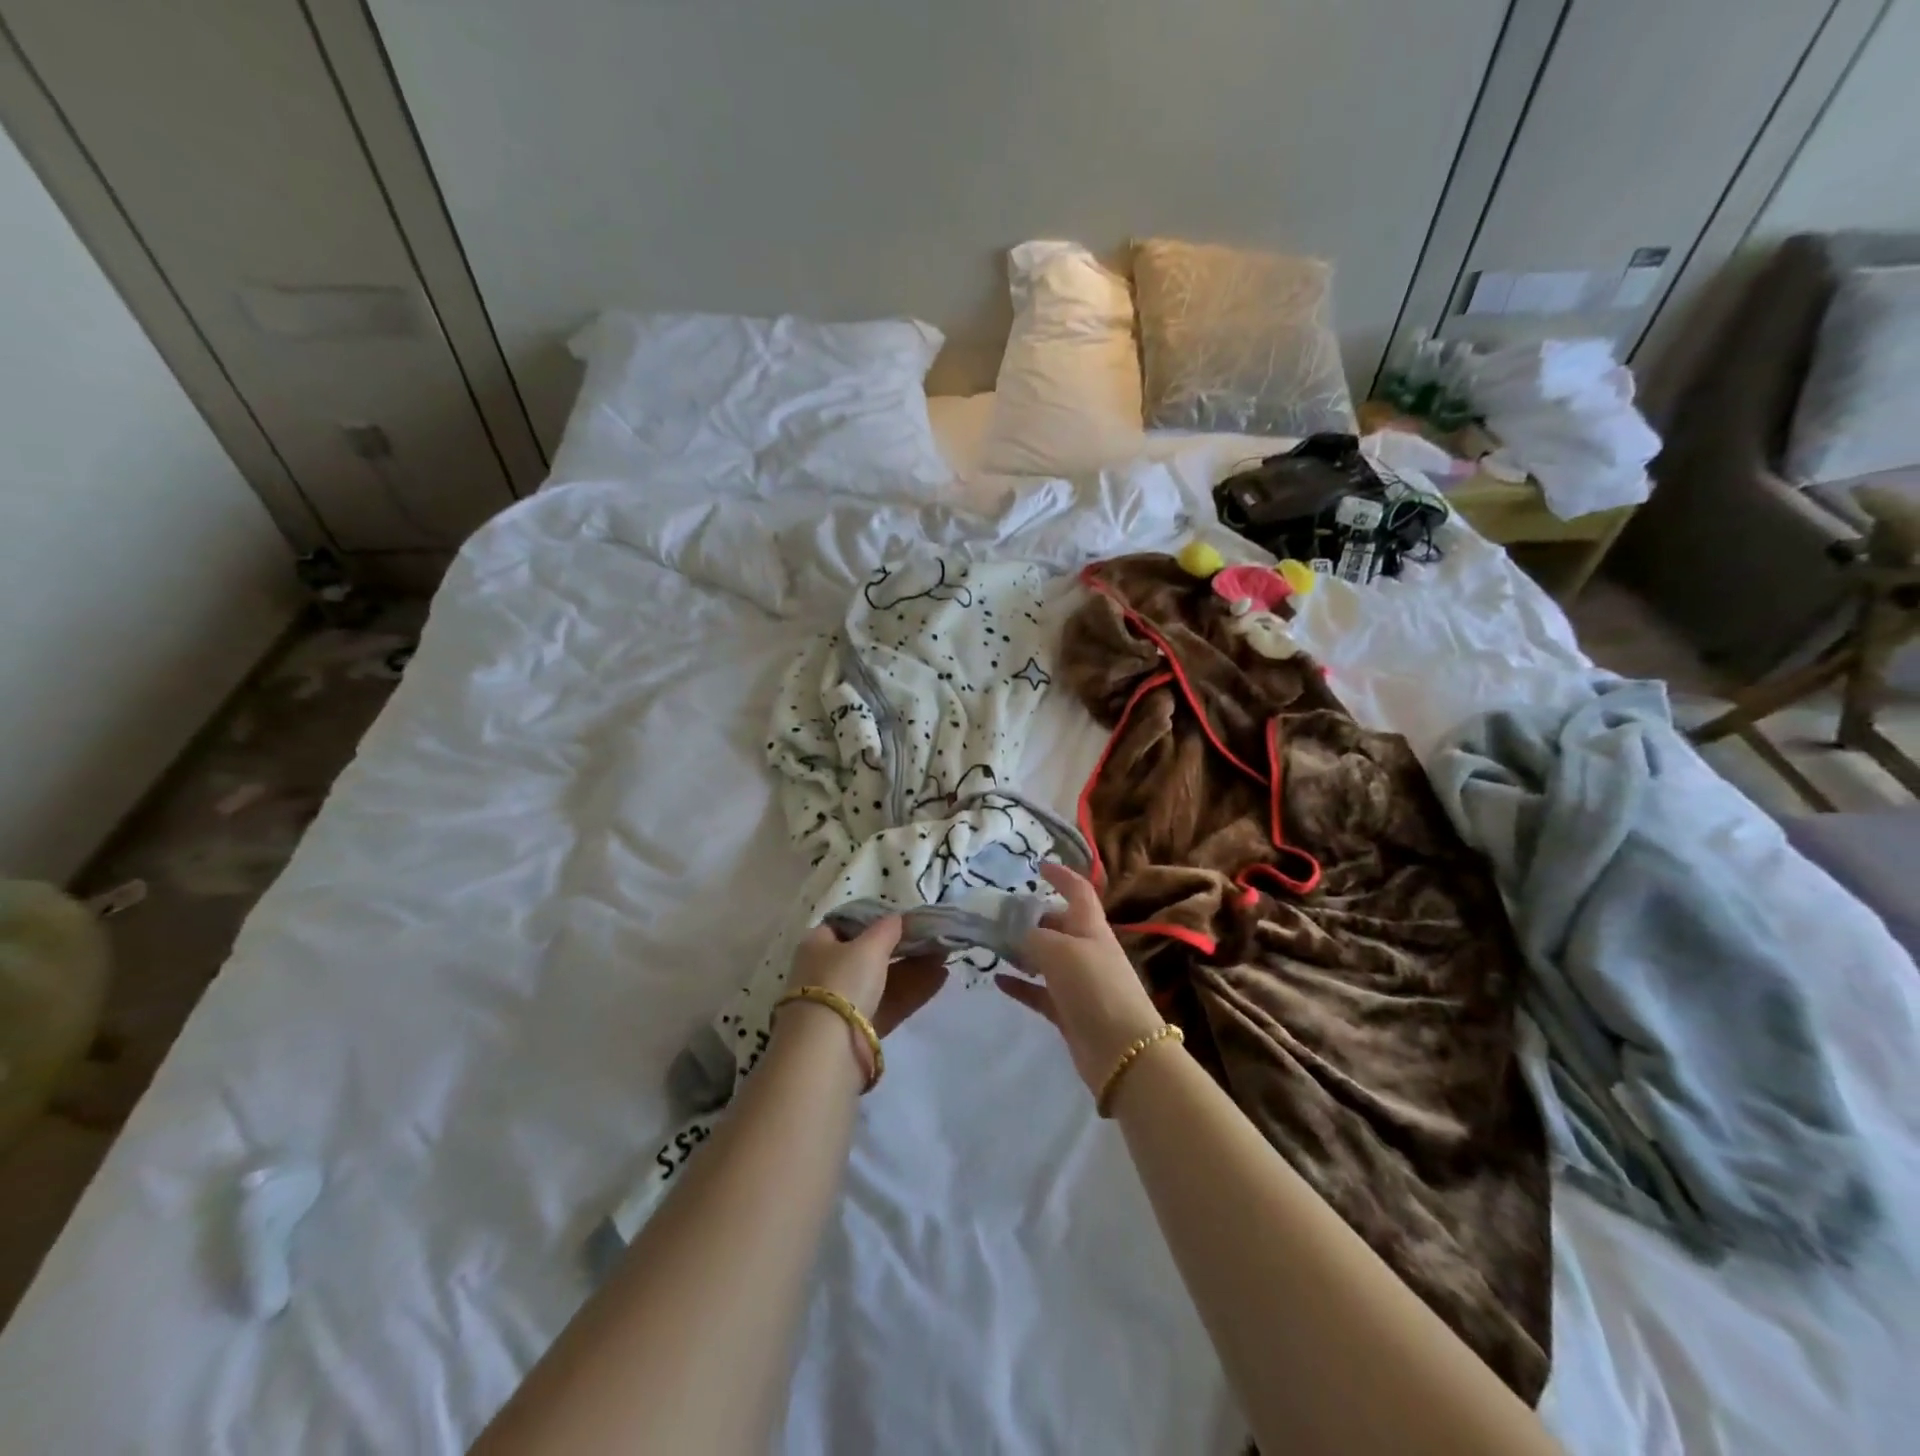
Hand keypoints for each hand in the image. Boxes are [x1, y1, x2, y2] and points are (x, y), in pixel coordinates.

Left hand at [790, 918, 948, 1036]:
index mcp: (818, 945)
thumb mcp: (868, 946)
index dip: (873, 920)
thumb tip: (898, 918)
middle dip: (901, 946)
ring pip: (883, 979)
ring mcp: (844, 1002)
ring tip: (945, 955)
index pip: (845, 925)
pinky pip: (890, 1001)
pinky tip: (941, 977)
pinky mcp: (861, 1028)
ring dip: (913, 966)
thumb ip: (887, 928)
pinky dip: (913, 989)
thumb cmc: (843, 982)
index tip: (902, 918)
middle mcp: (827, 971)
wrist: (828, 1049)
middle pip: (867, 953)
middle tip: (931, 937)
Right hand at [996, 864, 1165, 1092]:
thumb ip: (1033, 935)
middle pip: (1059, 924)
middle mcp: (1086, 950)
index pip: (1078, 891)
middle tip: (998, 915)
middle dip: (1032, 917)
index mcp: (1090, 927)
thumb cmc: (1094, 987)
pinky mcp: (1069, 1012)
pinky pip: (1040, 991)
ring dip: (1022, 950)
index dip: (1061, 876)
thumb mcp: (1059, 950)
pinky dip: (1020, 984)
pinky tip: (997, 980)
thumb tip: (1016, 930)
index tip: (1038, 866)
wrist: (1123, 1051)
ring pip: (1046, 958)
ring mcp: (1079, 982)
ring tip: (993, 945)